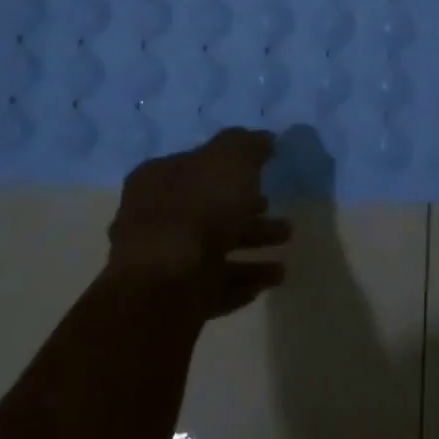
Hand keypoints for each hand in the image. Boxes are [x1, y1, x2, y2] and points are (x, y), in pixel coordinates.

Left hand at [109, 128, 291, 318]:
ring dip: (252, 252)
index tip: (266, 179)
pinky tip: (266, 284)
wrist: (166, 282)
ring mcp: (162, 261)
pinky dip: (240, 282)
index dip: (233, 170)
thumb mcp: (231, 158)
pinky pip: (213, 286)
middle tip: (283, 223)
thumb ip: (248, 145)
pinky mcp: (172, 298)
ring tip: (284, 260)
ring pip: (215, 250)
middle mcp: (154, 217)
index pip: (198, 166)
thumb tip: (263, 139)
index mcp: (159, 178)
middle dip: (249, 216)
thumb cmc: (199, 207)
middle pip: (210, 211)